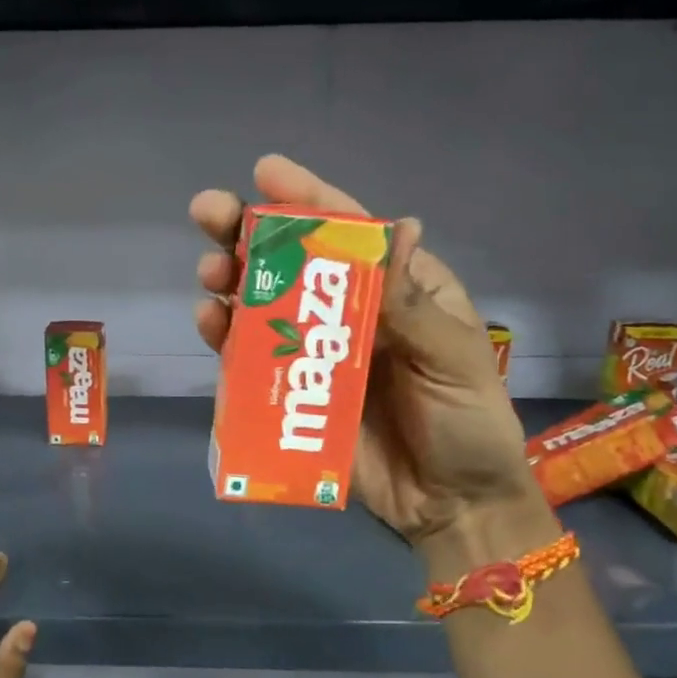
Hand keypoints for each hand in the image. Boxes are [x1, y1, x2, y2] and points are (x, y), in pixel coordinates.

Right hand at [191, 155, 553, 566]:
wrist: (452, 507)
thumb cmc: (468, 424)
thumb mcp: (453, 358)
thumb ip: (411, 304)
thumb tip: (396, 225)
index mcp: (399, 291)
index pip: (352, 231)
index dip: (308, 198)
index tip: (265, 170)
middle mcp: (352, 314)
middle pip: (294, 263)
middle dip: (249, 234)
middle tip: (208, 214)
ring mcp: (318, 355)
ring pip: (265, 306)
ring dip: (231, 283)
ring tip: (208, 274)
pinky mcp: (293, 396)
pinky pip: (253, 360)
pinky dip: (228, 339)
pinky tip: (210, 323)